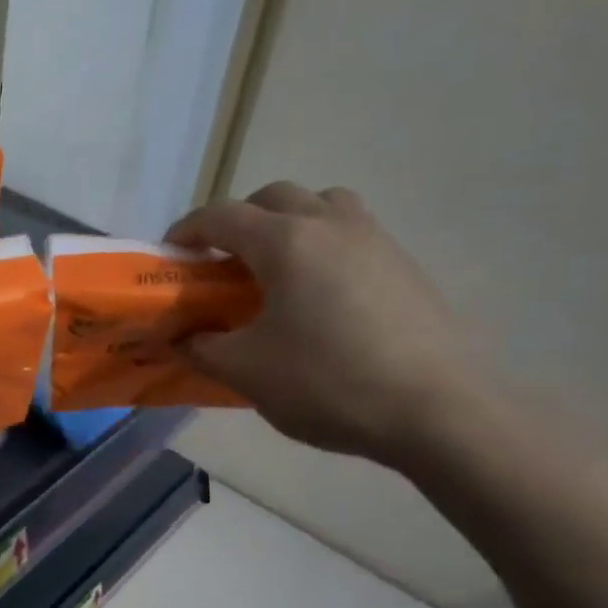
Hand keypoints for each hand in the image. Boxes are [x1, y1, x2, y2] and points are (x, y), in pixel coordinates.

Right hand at [165, 183, 492, 465]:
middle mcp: (330, 226)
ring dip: (288, 223)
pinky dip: (322, 247)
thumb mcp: (245, 372)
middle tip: (222, 262)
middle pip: (274, 197)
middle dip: (238, 220)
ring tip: (275, 270)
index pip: (221, 216)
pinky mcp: (404, 265)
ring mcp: (375, 241)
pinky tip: (319, 299)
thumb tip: (179, 339)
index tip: (170, 255)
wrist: (437, 411)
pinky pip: (352, 234)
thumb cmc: (327, 383)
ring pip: (322, 206)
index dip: (187, 230)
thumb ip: (201, 349)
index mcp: (286, 243)